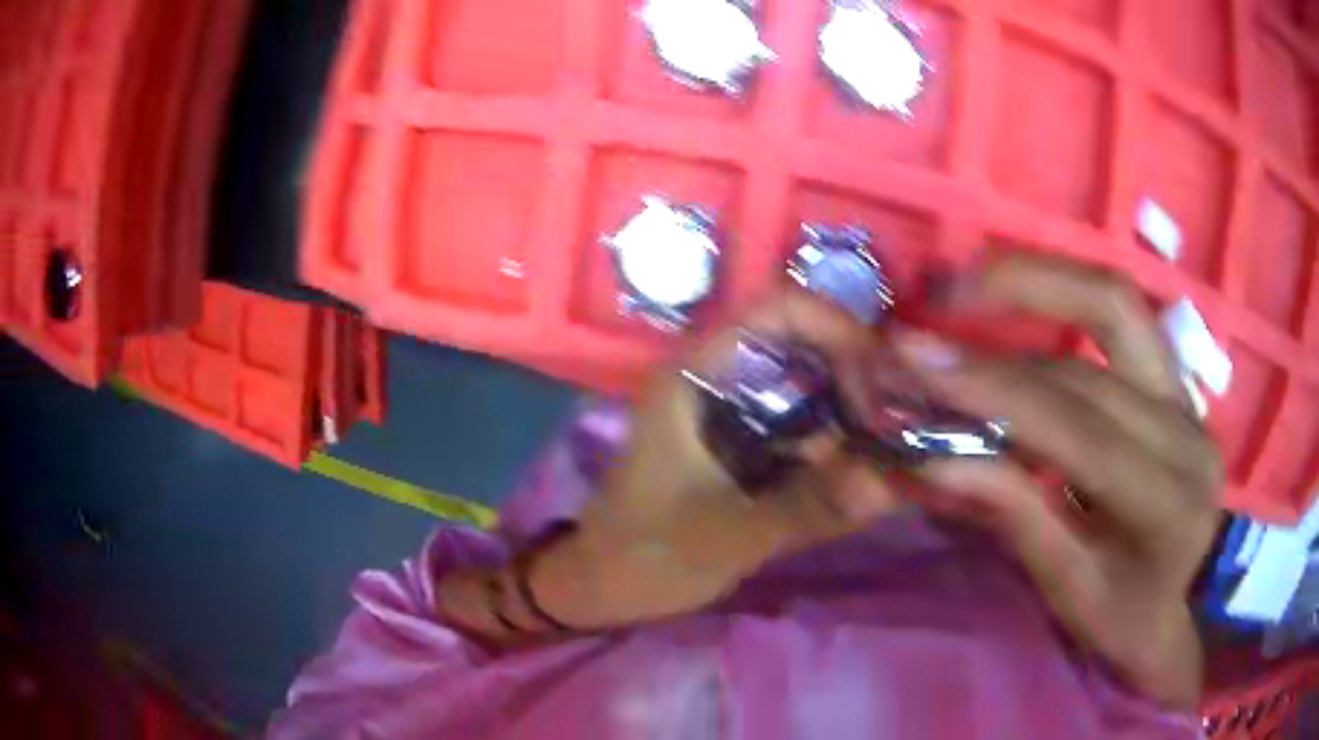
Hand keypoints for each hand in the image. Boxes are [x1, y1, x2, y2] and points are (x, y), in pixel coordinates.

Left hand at [529, 290, 901, 628]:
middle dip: (857, 373)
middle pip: (803, 341)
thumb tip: (893, 483)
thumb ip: (810, 508)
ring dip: (851, 408)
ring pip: (807, 382)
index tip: (882, 379)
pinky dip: (834, 438)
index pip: (776, 308)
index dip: (838, 326)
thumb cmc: (646, 556)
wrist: (601, 585)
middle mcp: (716, 375)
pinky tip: (865, 467)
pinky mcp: (740, 440)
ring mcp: (729, 408)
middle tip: (899, 422)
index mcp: (696, 374)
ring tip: (893, 446)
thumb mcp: (728, 536)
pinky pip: (800, 422)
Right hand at [896, 252, 1221, 710]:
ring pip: (1116, 304)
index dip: (996, 389)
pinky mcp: (1176, 378)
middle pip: (1089, 360)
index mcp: (1166, 502)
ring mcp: (1187, 394)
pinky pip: (1121, 314)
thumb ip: (1012, 515)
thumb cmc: (1124, 616)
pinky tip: (1019, 296)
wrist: (1182, 603)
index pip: (1079, 426)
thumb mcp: (1066, 587)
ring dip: (1037, 280)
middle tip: (932, 304)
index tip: (918, 360)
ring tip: (969, 281)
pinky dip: (1064, 294)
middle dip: (1002, 329)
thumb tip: (932, 460)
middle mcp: (1186, 430)